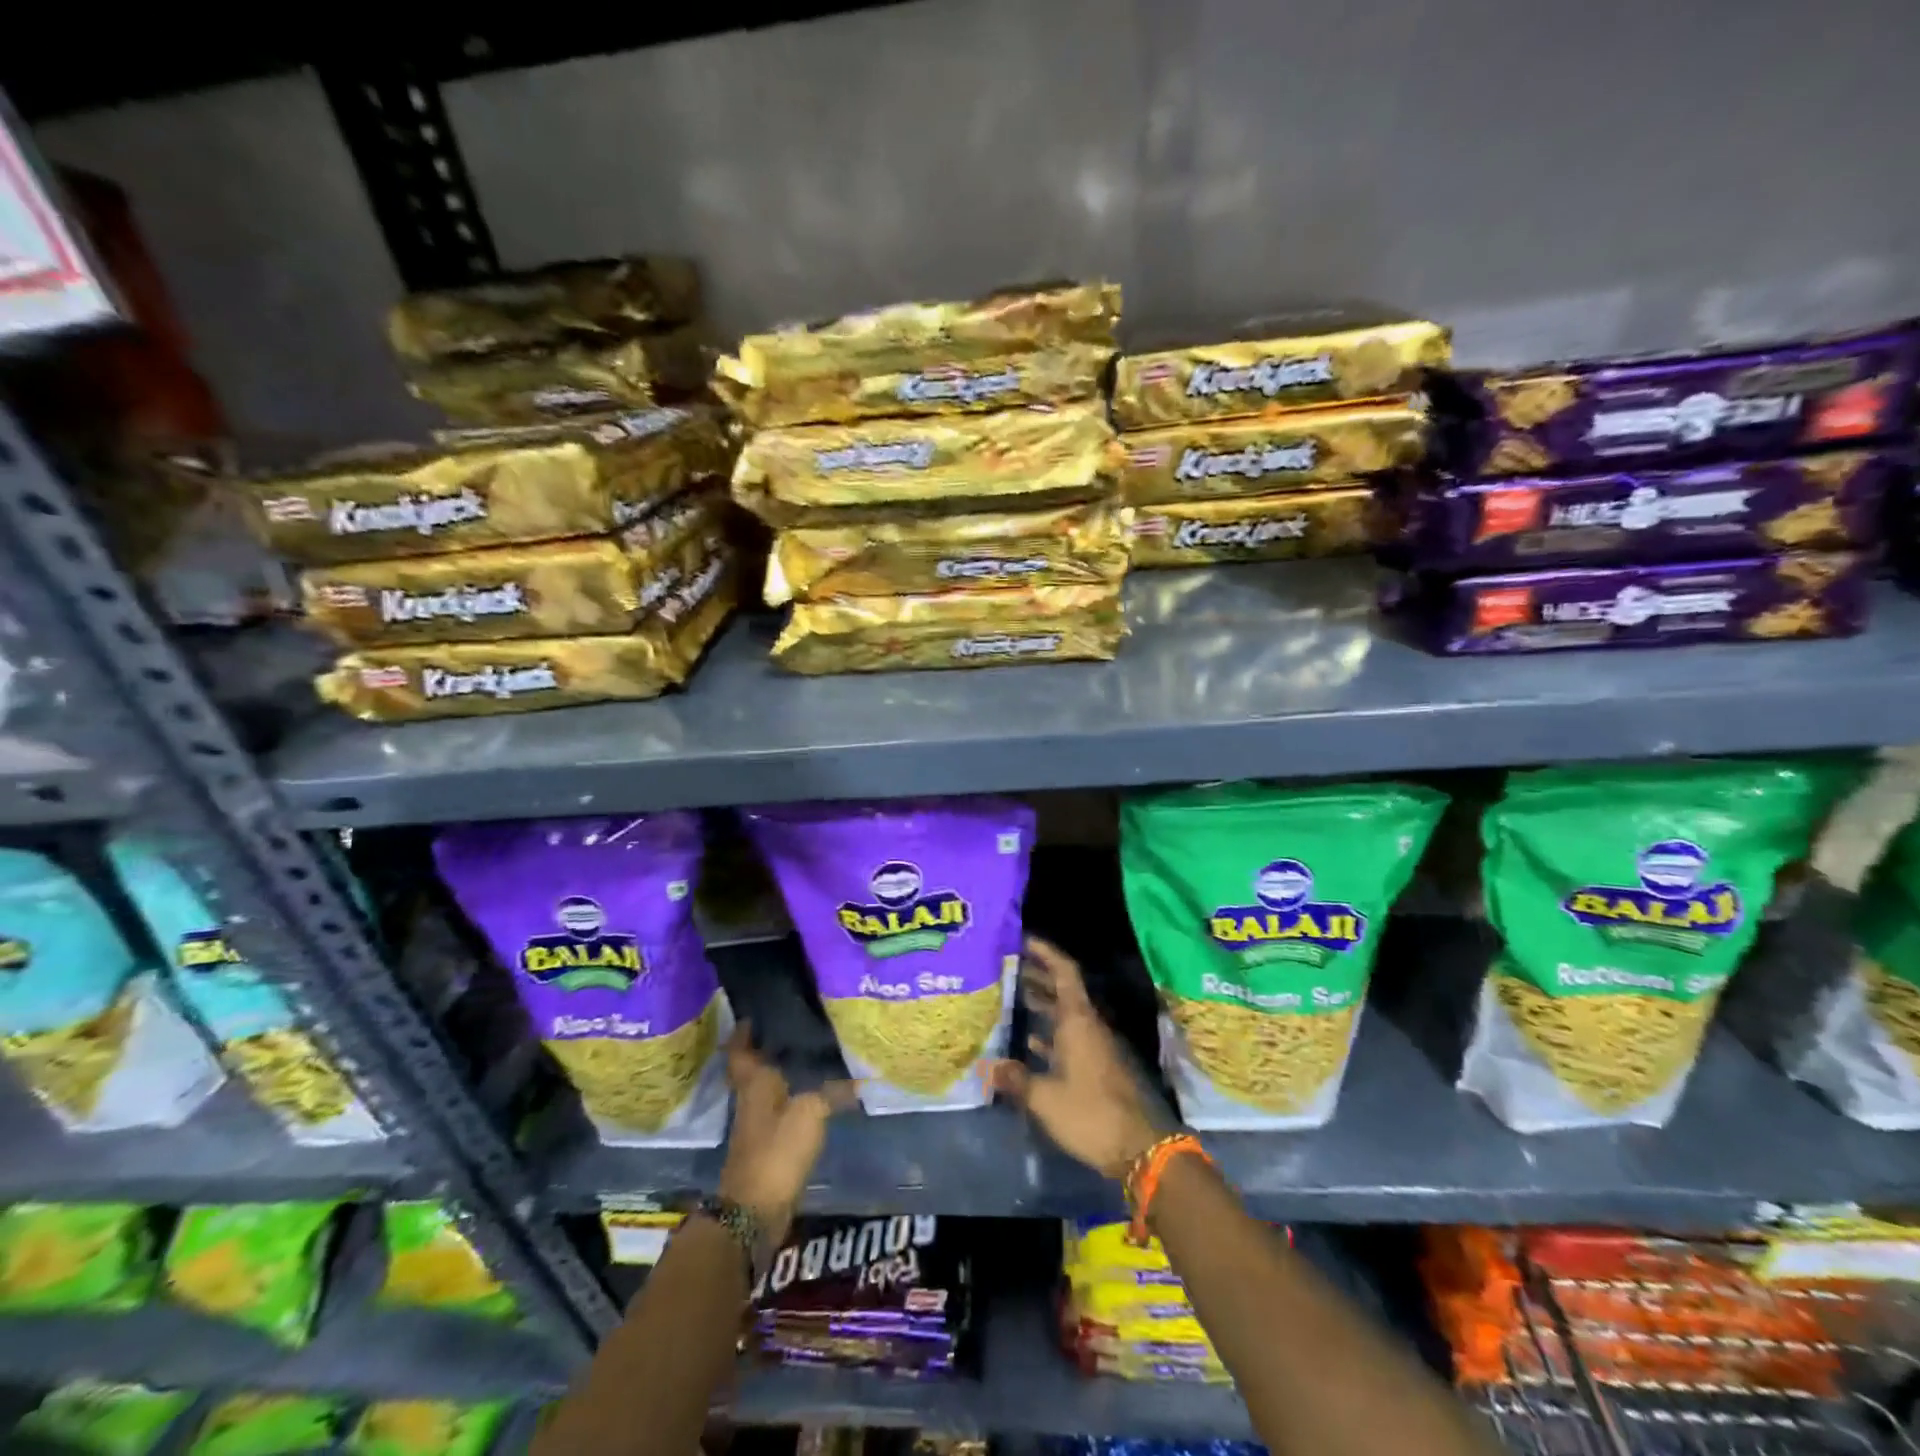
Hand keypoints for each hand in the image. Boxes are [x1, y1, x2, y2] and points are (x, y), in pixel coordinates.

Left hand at [717, 1023, 852, 1240]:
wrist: (754, 1211)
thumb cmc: (777, 1149)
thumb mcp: (811, 1112)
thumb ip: (833, 1091)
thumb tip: (860, 1077)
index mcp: (754, 1083)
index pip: (740, 1050)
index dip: (743, 1032)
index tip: (753, 1015)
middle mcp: (750, 1098)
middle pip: (753, 1067)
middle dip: (766, 1049)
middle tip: (792, 1027)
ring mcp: (757, 1124)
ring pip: (767, 1088)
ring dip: (781, 1073)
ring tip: (809, 1054)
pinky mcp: (767, 1145)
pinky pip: (779, 1109)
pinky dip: (792, 1097)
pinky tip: (814, 1094)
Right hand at [987, 936, 1166, 1179]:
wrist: (1139, 1149)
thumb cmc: (1091, 1113)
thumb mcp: (1046, 1098)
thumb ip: (1017, 1079)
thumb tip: (989, 1067)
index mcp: (1078, 1021)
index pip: (1064, 972)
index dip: (1046, 953)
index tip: (1023, 940)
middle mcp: (1087, 1026)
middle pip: (1062, 990)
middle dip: (1037, 976)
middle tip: (1007, 966)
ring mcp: (1093, 1048)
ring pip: (1064, 1016)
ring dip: (1041, 1005)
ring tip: (1011, 997)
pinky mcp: (1095, 1069)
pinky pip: (1068, 1039)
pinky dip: (1048, 1035)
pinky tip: (1028, 1042)